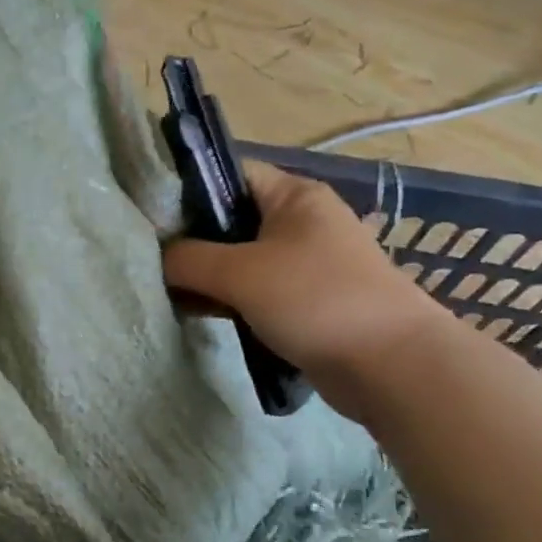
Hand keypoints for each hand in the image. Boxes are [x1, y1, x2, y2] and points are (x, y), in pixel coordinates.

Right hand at [162, 162, 447, 414]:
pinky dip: (229, 299)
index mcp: (293, 195)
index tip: (150, 216)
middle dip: (192, 240)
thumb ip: (190, 259)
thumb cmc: (315, 299)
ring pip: (241, 259)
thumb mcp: (241, 273)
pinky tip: (198, 313)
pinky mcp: (306, 301)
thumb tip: (159, 257)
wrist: (391, 366)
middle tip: (151, 259)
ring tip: (167, 290)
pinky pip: (256, 290)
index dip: (187, 189)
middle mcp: (301, 222)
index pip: (228, 174)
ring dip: (208, 275)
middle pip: (231, 219)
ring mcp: (306, 263)